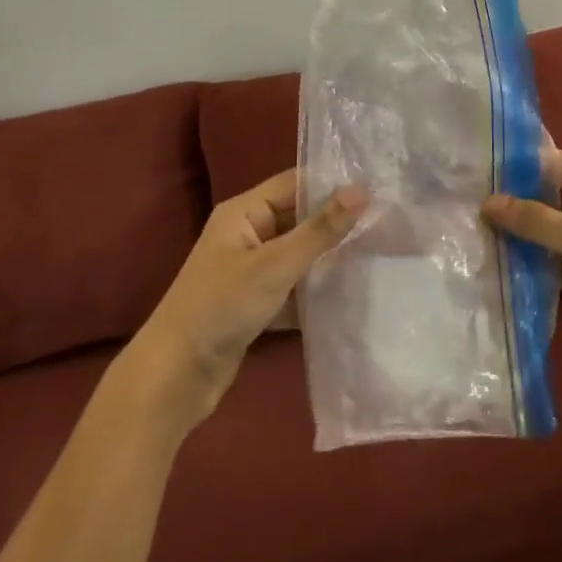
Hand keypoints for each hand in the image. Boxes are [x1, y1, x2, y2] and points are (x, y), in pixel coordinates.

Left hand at [125, 170, 366, 428]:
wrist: (175, 377)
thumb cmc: (221, 307)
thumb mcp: (275, 265)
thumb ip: (320, 229)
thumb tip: (363, 190)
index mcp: (243, 212)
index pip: (295, 184)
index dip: (333, 184)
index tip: (377, 187)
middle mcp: (246, 234)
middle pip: (298, 218)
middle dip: (336, 222)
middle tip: (386, 222)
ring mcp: (250, 270)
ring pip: (298, 254)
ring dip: (329, 258)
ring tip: (378, 253)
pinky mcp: (255, 303)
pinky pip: (293, 286)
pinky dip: (315, 290)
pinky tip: (352, 294)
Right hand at [485, 151, 561, 390]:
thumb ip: (535, 219)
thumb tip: (488, 202)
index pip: (555, 165)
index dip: (517, 169)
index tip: (474, 173)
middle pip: (550, 198)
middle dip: (514, 205)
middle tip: (467, 207)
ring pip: (551, 232)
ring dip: (521, 237)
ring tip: (475, 236)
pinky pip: (557, 261)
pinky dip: (534, 265)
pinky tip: (500, 268)